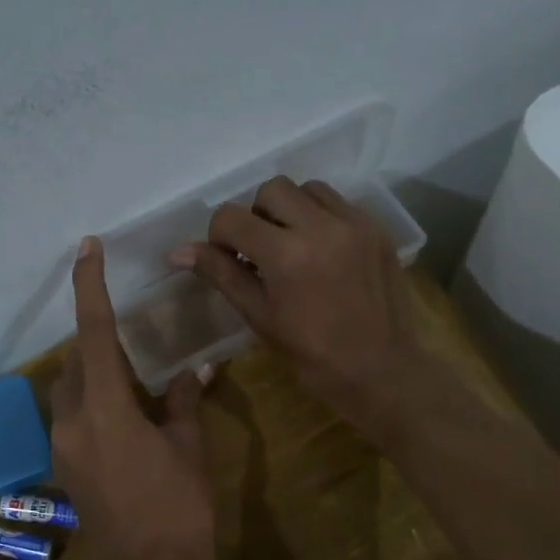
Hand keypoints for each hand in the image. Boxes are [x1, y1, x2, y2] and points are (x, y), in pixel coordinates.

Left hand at [52, 236, 215, 559]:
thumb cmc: (178, 509)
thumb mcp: (188, 448)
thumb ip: (184, 402)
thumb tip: (195, 370)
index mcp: (104, 409)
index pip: (93, 332)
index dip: (89, 287)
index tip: (88, 249)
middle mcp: (71, 421)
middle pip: (77, 360)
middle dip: (99, 337)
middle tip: (131, 326)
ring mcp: (63, 446)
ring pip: (73, 388)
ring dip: (96, 370)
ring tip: (134, 368)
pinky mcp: (66, 467)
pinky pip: (75, 415)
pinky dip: (96, 398)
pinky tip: (128, 411)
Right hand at [170, 177, 430, 441]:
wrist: (381, 371)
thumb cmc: (312, 355)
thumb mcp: (259, 316)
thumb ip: (221, 274)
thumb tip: (177, 252)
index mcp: (286, 255)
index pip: (231, 217)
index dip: (219, 236)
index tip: (230, 260)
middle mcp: (321, 227)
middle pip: (271, 190)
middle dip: (256, 216)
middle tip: (261, 252)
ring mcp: (355, 224)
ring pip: (307, 189)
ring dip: (290, 210)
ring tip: (293, 246)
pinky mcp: (377, 229)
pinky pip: (339, 203)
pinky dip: (321, 217)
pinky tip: (322, 251)